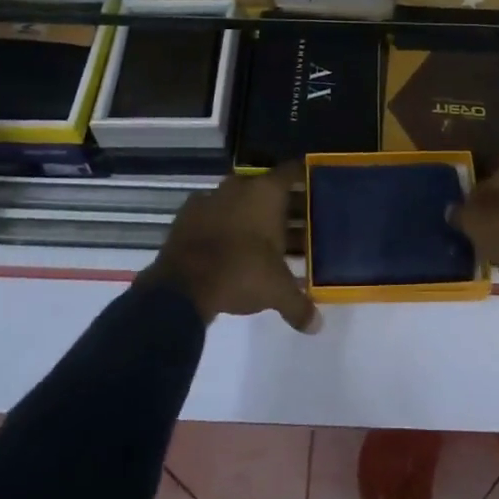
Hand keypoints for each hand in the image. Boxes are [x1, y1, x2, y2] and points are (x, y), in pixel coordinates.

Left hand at [141, 164, 320, 332]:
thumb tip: (316, 326)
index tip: (315, 188)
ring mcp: (211, 197)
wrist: (181, 286)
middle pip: (267, 187)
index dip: (304, 178)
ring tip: (263, 238)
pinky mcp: (187, 213)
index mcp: (267, 192)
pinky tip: (228, 244)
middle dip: (281, 204)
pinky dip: (223, 223)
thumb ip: (299, 305)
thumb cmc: (240, 273)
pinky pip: (214, 212)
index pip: (292, 171)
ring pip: (239, 199)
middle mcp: (241, 186)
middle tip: (296, 223)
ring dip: (251, 213)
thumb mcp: (276, 291)